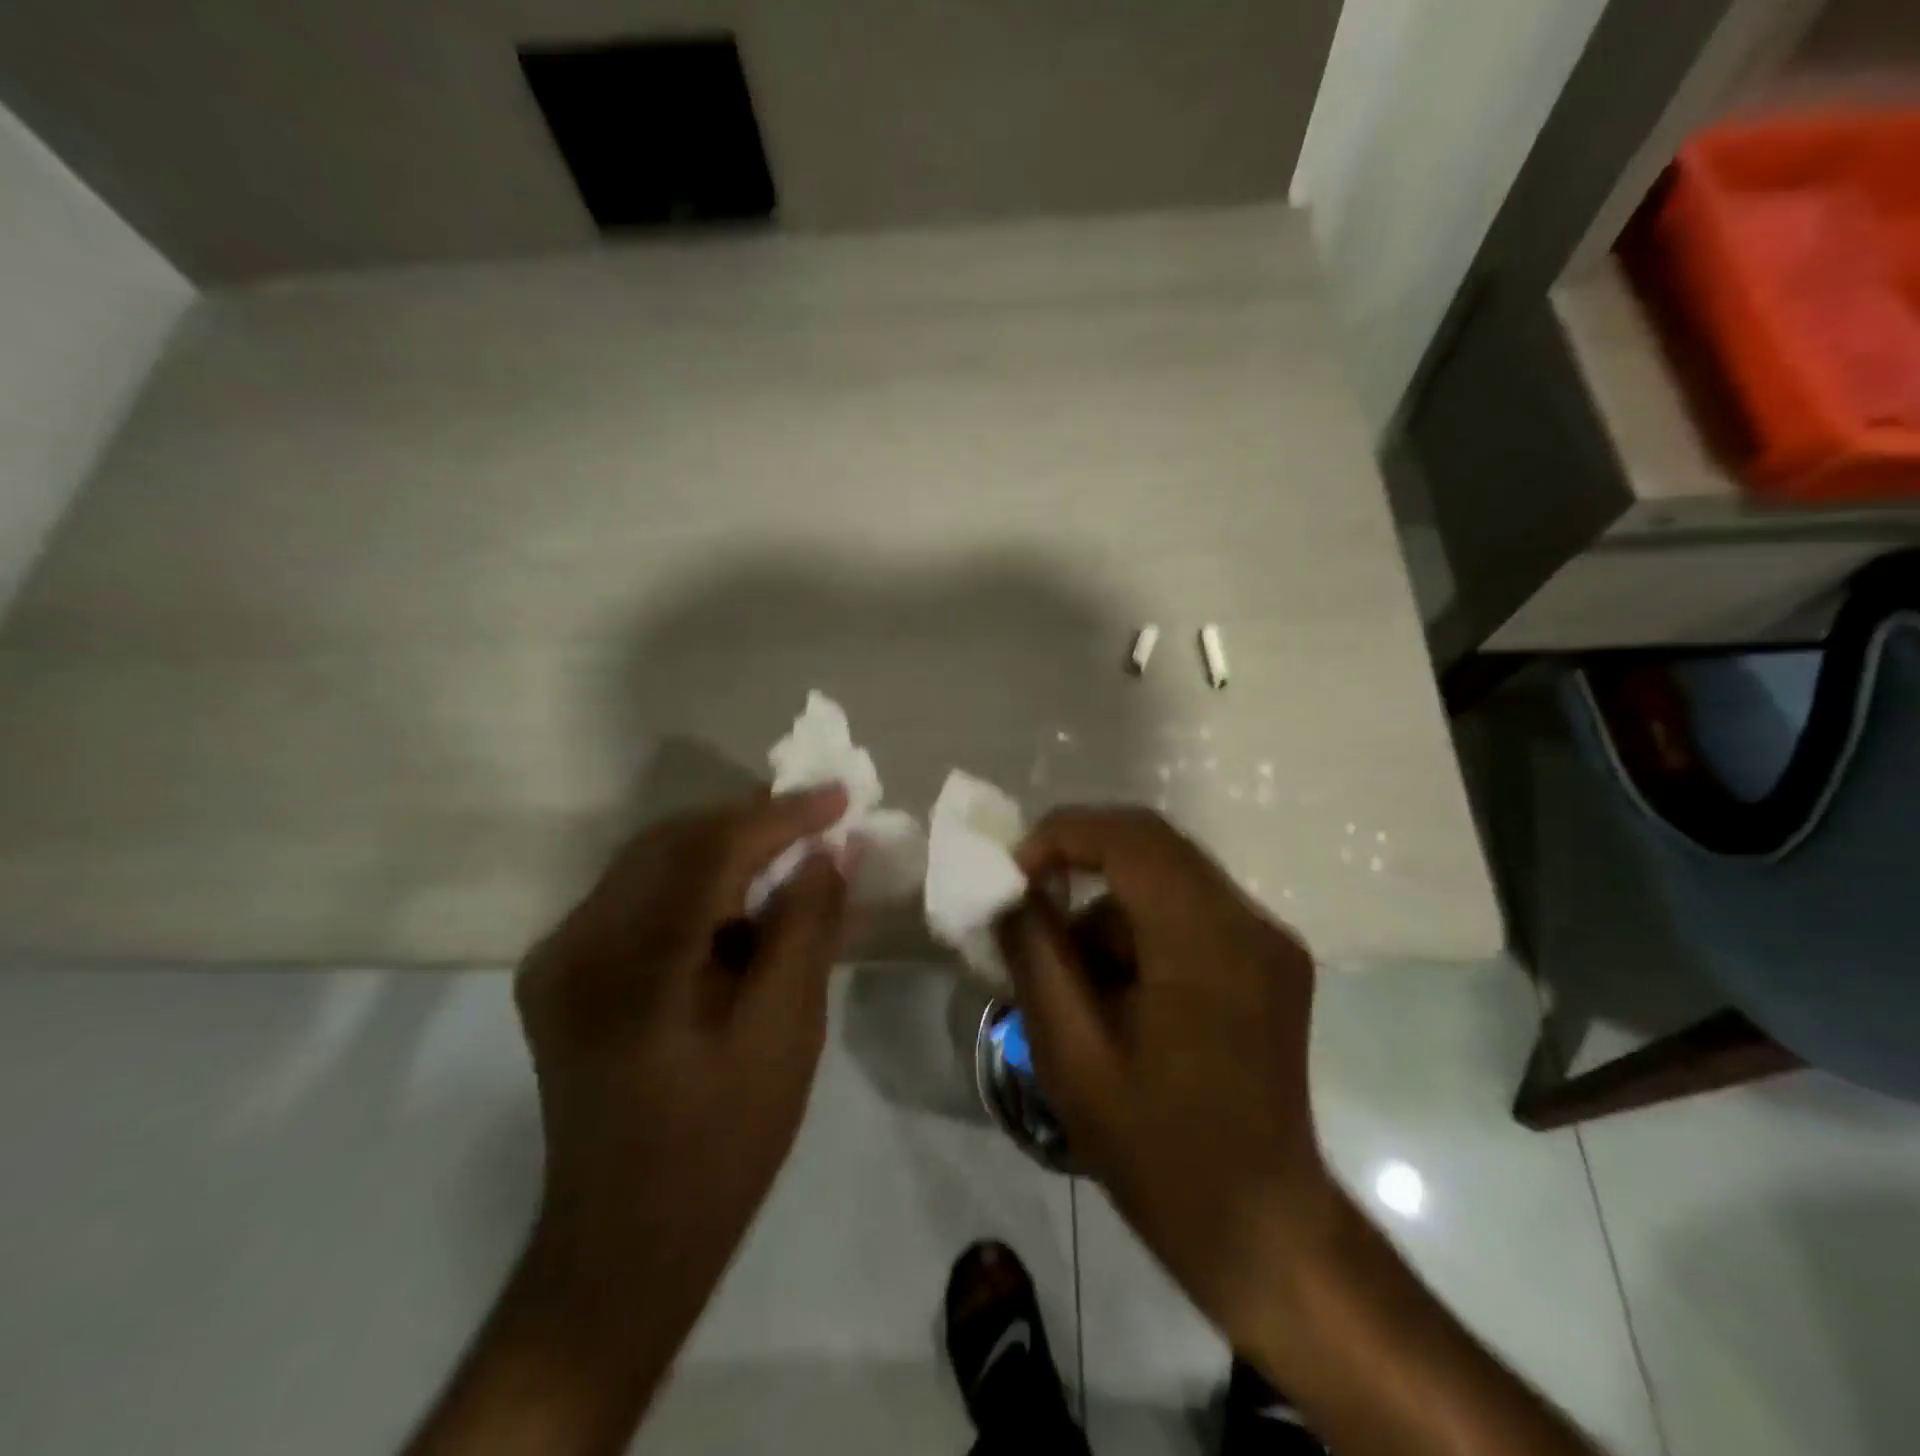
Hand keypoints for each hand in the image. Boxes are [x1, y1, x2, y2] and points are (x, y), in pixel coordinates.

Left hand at [512, 786, 852, 1381]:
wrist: (624, 1248)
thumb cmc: (719, 1149)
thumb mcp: (783, 1037)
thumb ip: (805, 933)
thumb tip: (828, 854)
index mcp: (627, 969)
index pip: (709, 852)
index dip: (780, 816)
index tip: (839, 795)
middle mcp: (575, 945)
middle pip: (672, 843)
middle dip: (753, 822)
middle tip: (820, 818)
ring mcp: (559, 957)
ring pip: (655, 863)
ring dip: (729, 851)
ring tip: (794, 856)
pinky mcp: (565, 972)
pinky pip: (642, 898)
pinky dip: (702, 887)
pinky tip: (749, 904)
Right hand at [995, 807, 1334, 1347]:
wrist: (1261, 1227)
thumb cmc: (1159, 1151)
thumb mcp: (1072, 1055)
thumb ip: (1035, 955)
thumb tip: (1010, 890)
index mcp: (1206, 943)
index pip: (1131, 839)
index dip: (1063, 835)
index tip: (1014, 872)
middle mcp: (1249, 922)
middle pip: (1152, 844)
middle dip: (1080, 859)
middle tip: (1028, 899)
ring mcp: (1267, 939)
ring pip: (1167, 877)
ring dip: (1109, 907)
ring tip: (1073, 978)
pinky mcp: (1270, 958)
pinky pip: (1189, 909)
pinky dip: (1141, 928)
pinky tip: (1118, 990)